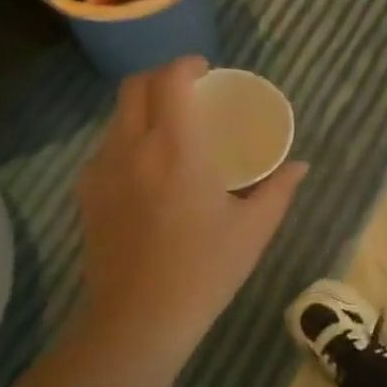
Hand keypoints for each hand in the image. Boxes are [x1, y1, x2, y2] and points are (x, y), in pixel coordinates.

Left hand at [73, 58, 306, 365]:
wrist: (138, 321)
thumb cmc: (204, 271)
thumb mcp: (253, 230)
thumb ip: (279, 189)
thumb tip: (300, 166)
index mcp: (176, 149)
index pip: (171, 81)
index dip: (188, 65)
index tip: (207, 71)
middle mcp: (132, 148)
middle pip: (134, 86)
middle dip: (161, 77)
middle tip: (189, 91)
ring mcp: (102, 170)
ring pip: (117, 117)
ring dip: (143, 109)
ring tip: (170, 131)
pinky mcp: (86, 194)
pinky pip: (106, 148)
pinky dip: (127, 141)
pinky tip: (147, 171)